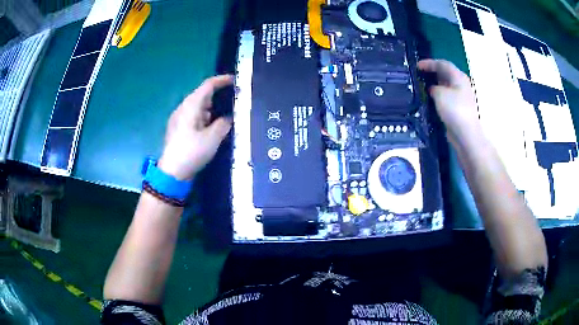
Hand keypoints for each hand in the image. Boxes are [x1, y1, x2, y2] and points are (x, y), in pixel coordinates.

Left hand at [158, 75, 232, 179]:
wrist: (172, 173)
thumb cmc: (192, 152)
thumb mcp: (213, 138)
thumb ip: (223, 124)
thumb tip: (228, 118)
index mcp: (191, 106)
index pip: (207, 85)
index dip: (222, 80)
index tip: (235, 81)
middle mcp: (183, 108)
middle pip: (202, 95)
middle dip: (218, 96)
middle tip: (234, 101)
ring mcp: (179, 119)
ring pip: (198, 107)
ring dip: (212, 109)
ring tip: (226, 115)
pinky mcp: (178, 129)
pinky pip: (194, 117)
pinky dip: (205, 118)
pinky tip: (212, 127)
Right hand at [418, 59, 482, 146]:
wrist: (466, 134)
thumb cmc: (454, 110)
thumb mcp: (440, 94)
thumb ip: (433, 87)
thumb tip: (433, 89)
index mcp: (458, 77)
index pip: (443, 64)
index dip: (429, 63)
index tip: (417, 66)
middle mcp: (461, 84)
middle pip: (445, 73)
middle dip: (432, 72)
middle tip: (419, 74)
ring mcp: (460, 97)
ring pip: (446, 86)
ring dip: (435, 84)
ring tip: (422, 86)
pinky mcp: (458, 108)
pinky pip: (446, 97)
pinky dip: (438, 96)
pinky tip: (430, 100)